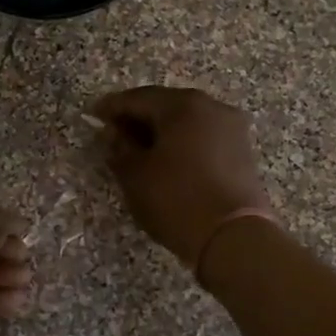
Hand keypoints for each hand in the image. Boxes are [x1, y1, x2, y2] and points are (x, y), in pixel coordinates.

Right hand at [92, 87, 271, 268]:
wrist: (234, 237)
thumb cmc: (176, 200)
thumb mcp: (135, 175)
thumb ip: (120, 149)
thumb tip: (114, 135)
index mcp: (182, 106)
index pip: (138, 98)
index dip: (112, 107)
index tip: (93, 115)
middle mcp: (211, 107)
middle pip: (165, 105)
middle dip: (138, 118)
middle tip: (114, 133)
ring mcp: (231, 128)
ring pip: (186, 121)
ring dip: (160, 131)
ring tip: (138, 149)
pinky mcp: (241, 151)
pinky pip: (202, 136)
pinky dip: (181, 142)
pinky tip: (166, 160)